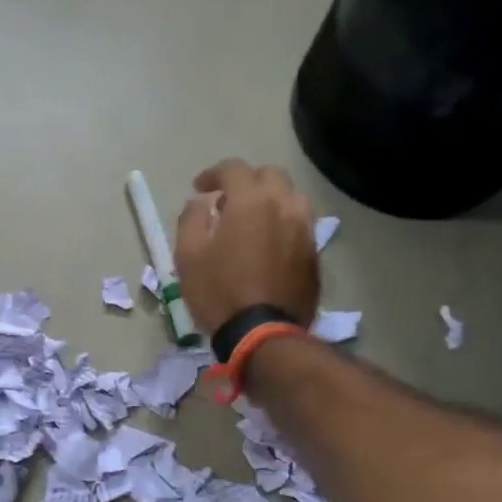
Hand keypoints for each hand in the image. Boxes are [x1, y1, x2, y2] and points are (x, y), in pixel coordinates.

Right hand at [175, 159, 319, 333]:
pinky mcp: (314, 253)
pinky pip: (300, 225)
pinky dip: (283, 223)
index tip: (199, 189)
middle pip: (270, 175)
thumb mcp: (188, 255)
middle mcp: (284, 205)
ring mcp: (305, 229)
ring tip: (253, 220)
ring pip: (291, 197)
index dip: (213, 174)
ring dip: (270, 200)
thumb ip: (191, 219)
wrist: (262, 333)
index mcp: (251, 201)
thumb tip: (201, 203)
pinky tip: (269, 244)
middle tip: (227, 201)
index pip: (234, 169)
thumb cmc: (218, 291)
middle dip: (247, 181)